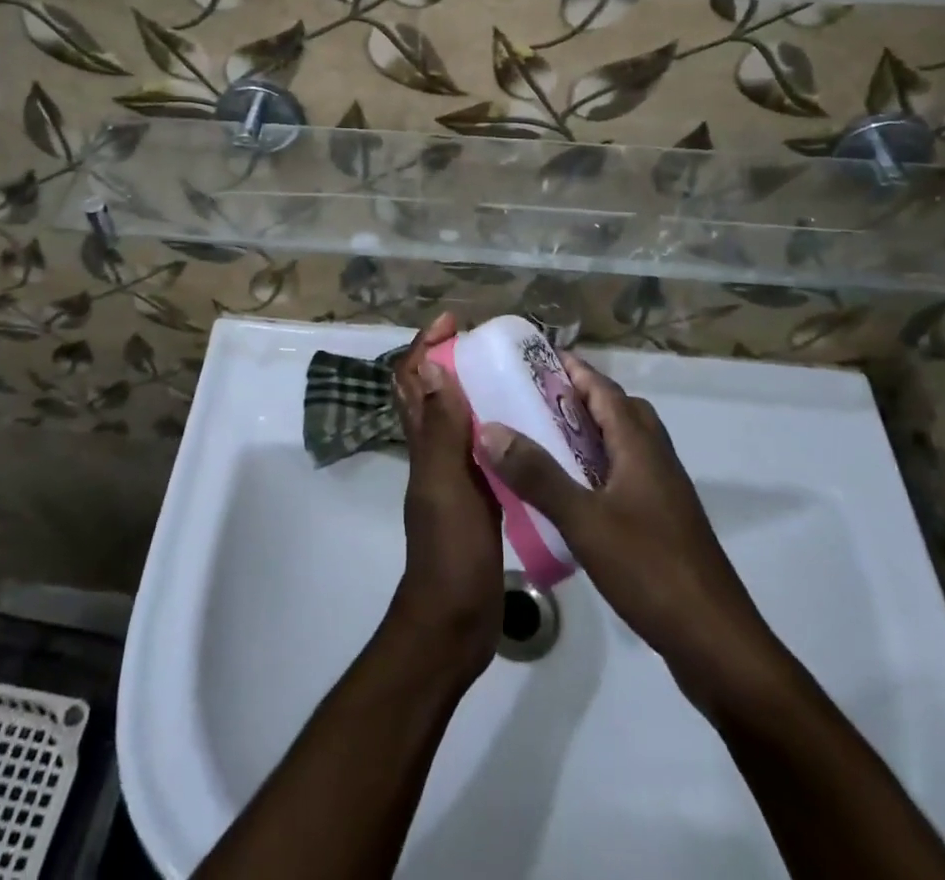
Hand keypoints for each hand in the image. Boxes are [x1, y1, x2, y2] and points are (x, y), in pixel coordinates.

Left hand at [387, 313, 502, 679]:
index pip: (413, 381)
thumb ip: (440, 432)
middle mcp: (435, 453)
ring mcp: (455, 476)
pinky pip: (484, 450)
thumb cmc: (449, 552)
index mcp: (424, 444)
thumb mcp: (446, 486)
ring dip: (477, 391)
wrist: (453, 623)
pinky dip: (498, 429)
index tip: (454, 322)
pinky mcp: (477, 498)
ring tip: (517, 375)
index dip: (426, 346)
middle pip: (434, 394)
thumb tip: (432, 369)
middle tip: (492, 344)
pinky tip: (532, 430)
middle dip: (452, 360)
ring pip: (459, 420)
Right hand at [478, 352, 781, 689]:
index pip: (604, 388)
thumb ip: (538, 475)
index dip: (572, 369)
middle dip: (579, 397)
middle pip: (618, 410)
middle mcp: (655, 458)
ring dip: (589, 433)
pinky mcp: (663, 522)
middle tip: (534, 400)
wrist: (716, 643)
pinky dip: (597, 468)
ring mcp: (663, 492)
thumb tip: (490, 428)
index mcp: (640, 446)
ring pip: (623, 444)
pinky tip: (571, 494)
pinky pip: (625, 474)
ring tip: (545, 441)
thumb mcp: (585, 520)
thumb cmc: (651, 570)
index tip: (533, 357)